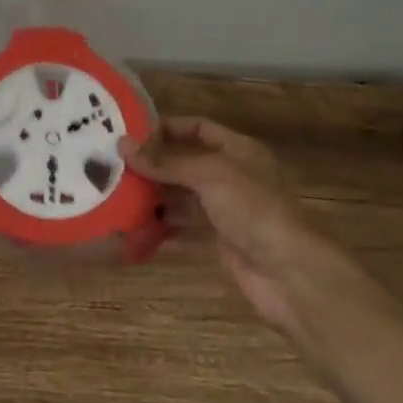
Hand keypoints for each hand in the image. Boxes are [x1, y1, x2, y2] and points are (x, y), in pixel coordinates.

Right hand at [124, 116, 359, 349]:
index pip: (197, 127)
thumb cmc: (254, 210)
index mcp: (238, 150)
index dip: (166, 128)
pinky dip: (160, 226)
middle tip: (112, 166)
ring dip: (152, 196)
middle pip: (185, 162)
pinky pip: (184, 227)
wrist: (291, 274)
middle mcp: (231, 175)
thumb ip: (166, 162)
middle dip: (152, 165)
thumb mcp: (210, 175)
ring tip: (115, 195)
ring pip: (181, 196)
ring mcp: (226, 210)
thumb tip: (122, 145)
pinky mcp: (219, 241)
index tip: (129, 134)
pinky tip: (133, 229)